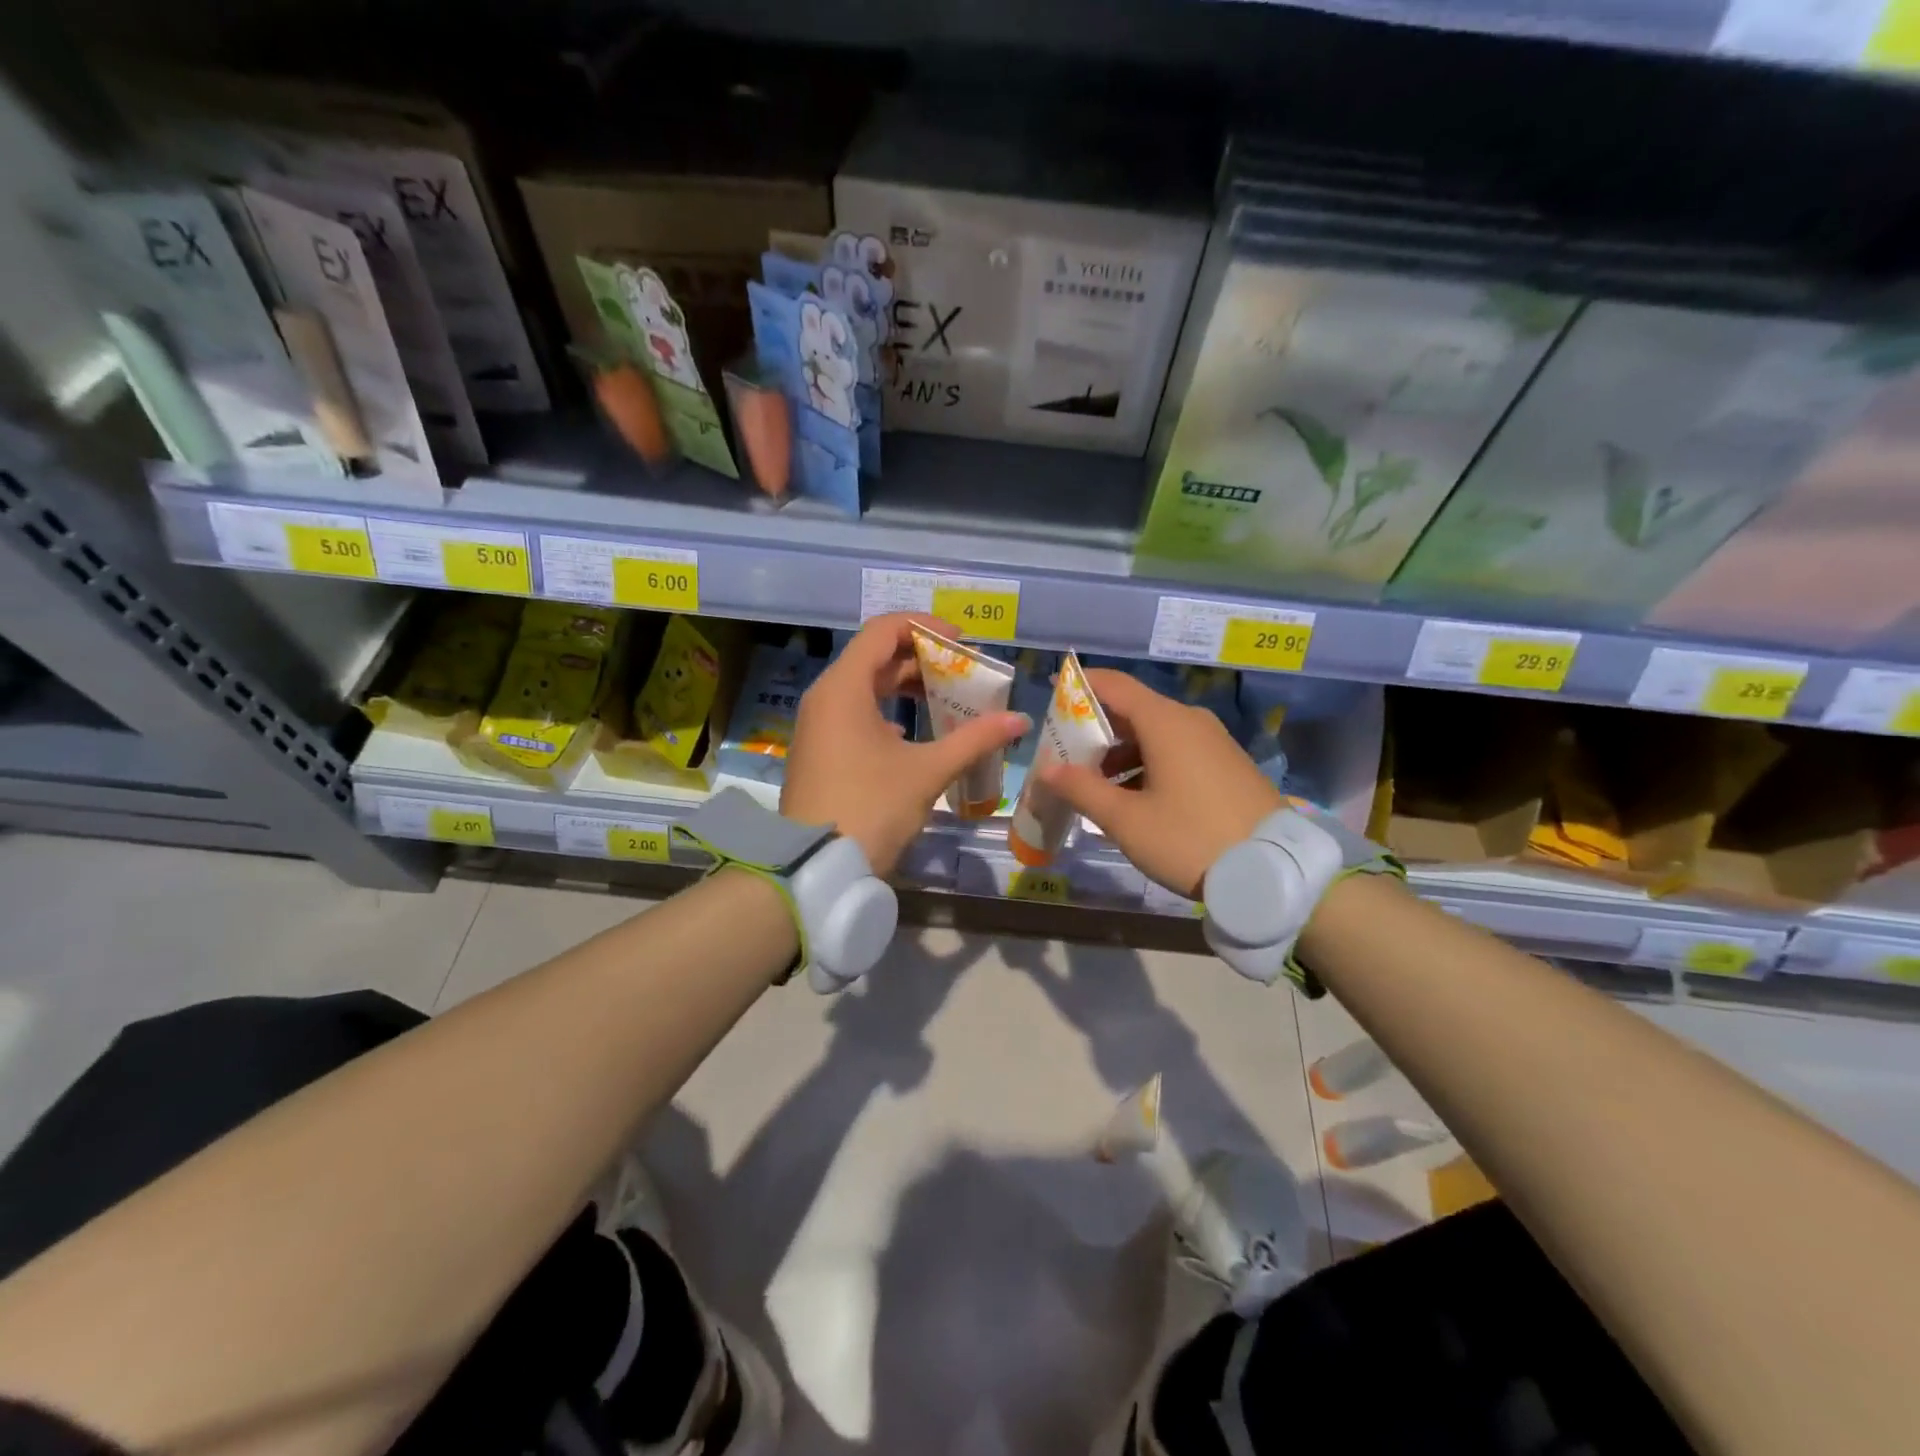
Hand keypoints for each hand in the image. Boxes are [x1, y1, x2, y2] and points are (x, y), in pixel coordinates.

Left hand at [782, 614, 1028, 875]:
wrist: (815, 867)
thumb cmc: (871, 808)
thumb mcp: (927, 772)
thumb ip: (974, 739)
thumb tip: (1018, 720)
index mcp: (844, 687)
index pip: (884, 630)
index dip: (925, 627)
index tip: (963, 642)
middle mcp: (825, 696)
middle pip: (875, 656)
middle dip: (921, 658)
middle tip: (962, 671)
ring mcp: (818, 724)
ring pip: (865, 686)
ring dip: (905, 685)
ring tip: (946, 698)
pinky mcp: (819, 749)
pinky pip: (855, 712)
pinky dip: (886, 711)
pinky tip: (913, 733)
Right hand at [1035, 669, 1283, 899]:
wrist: (1274, 871)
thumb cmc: (1190, 839)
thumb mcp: (1127, 820)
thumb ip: (1082, 789)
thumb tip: (1047, 769)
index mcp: (1166, 722)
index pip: (1114, 685)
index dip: (1079, 685)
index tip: (1051, 692)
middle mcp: (1191, 721)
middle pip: (1134, 709)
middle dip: (1096, 728)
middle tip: (1065, 753)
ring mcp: (1214, 742)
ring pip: (1156, 733)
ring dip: (1121, 751)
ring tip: (1095, 783)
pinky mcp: (1227, 764)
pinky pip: (1177, 749)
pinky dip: (1148, 761)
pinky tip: (1134, 795)